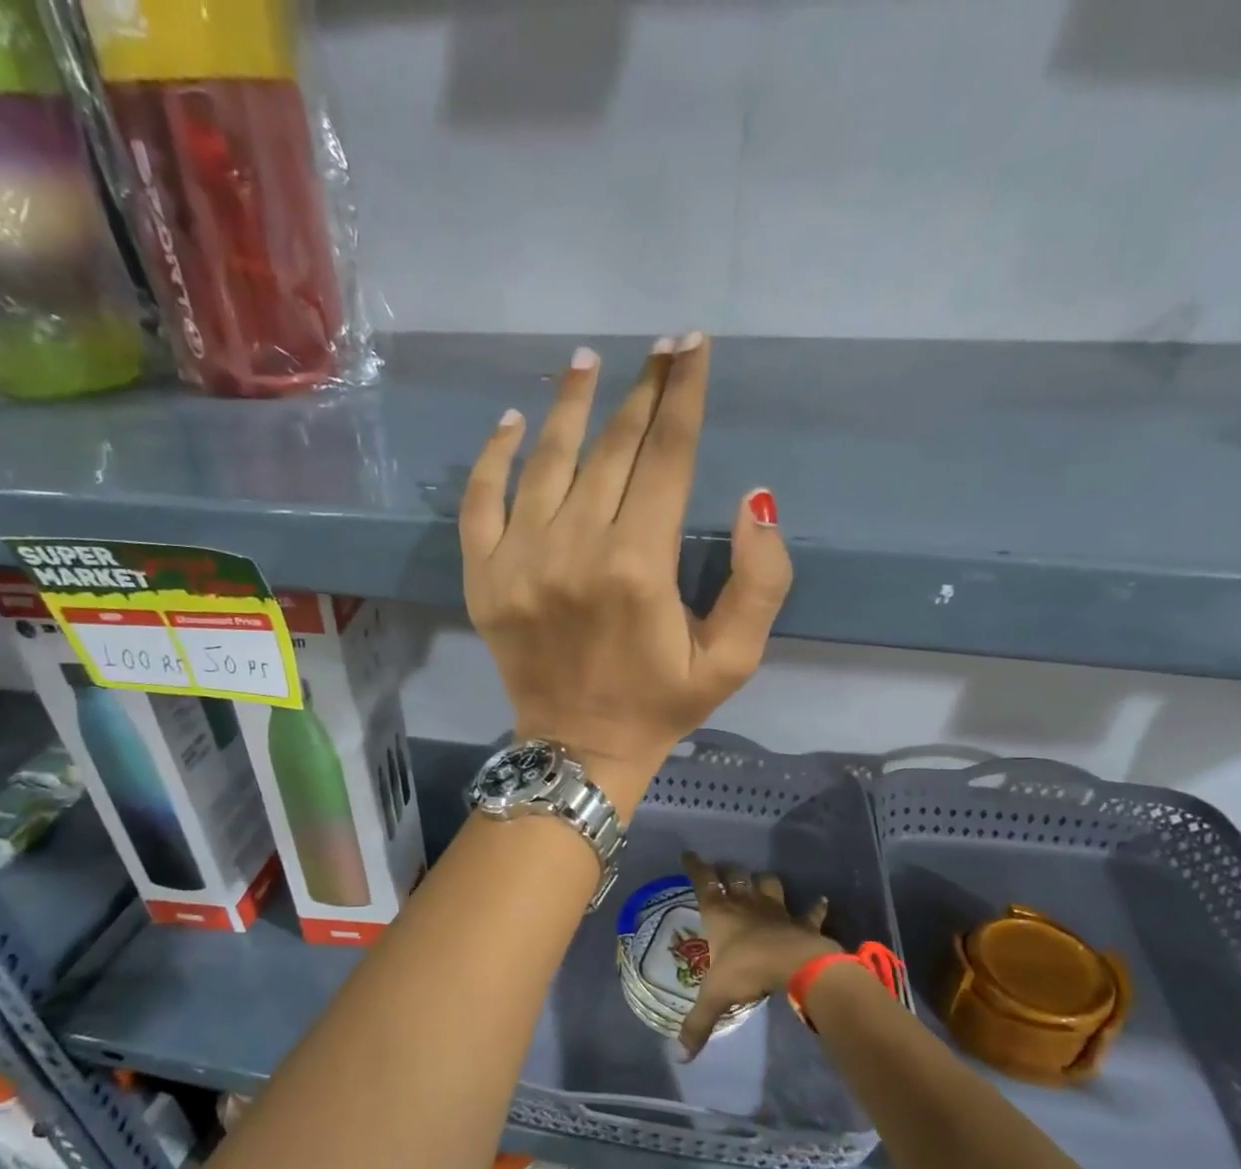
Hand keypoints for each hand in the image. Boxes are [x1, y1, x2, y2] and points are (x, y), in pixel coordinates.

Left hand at [460, 336, 792, 817]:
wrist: (577, 750)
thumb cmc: (660, 705)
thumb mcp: (733, 660)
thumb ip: (760, 582)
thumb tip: (756, 499)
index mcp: (639, 565)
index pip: (667, 457)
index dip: (685, 396)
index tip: (693, 347)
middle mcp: (575, 548)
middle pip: (612, 448)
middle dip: (642, 391)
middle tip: (660, 348)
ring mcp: (519, 560)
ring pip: (548, 460)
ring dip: (571, 404)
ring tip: (588, 360)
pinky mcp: (483, 577)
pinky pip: (480, 501)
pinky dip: (494, 456)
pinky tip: (514, 422)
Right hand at [678, 851, 836, 1058]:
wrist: (796, 965)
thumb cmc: (747, 970)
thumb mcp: (716, 997)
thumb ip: (698, 1024)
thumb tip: (681, 1057)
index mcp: (720, 913)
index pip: (703, 881)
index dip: (695, 866)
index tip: (689, 853)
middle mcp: (746, 905)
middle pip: (736, 877)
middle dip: (729, 871)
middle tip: (724, 871)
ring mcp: (777, 911)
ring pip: (769, 884)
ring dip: (764, 882)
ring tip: (761, 882)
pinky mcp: (802, 922)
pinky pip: (811, 911)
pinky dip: (816, 907)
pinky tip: (821, 901)